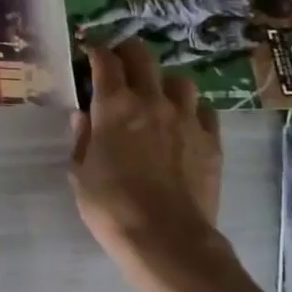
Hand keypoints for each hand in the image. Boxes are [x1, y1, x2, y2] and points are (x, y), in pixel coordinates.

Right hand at [69, 42, 231, 291]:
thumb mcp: (80, 174)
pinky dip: (192, 111)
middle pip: (143, 56)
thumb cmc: (112, 207)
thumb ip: (82, 139)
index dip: (97, 53)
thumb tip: (82, 116)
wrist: (167, 239)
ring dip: (164, 83)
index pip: (106, 61)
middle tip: (121, 64)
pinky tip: (184, 124)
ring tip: (158, 97)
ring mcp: (186, 118)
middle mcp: (151, 101)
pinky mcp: (211, 139)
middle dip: (128, 53)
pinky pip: (204, 110)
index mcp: (114, 106)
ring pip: (179, 81)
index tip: (91, 55)